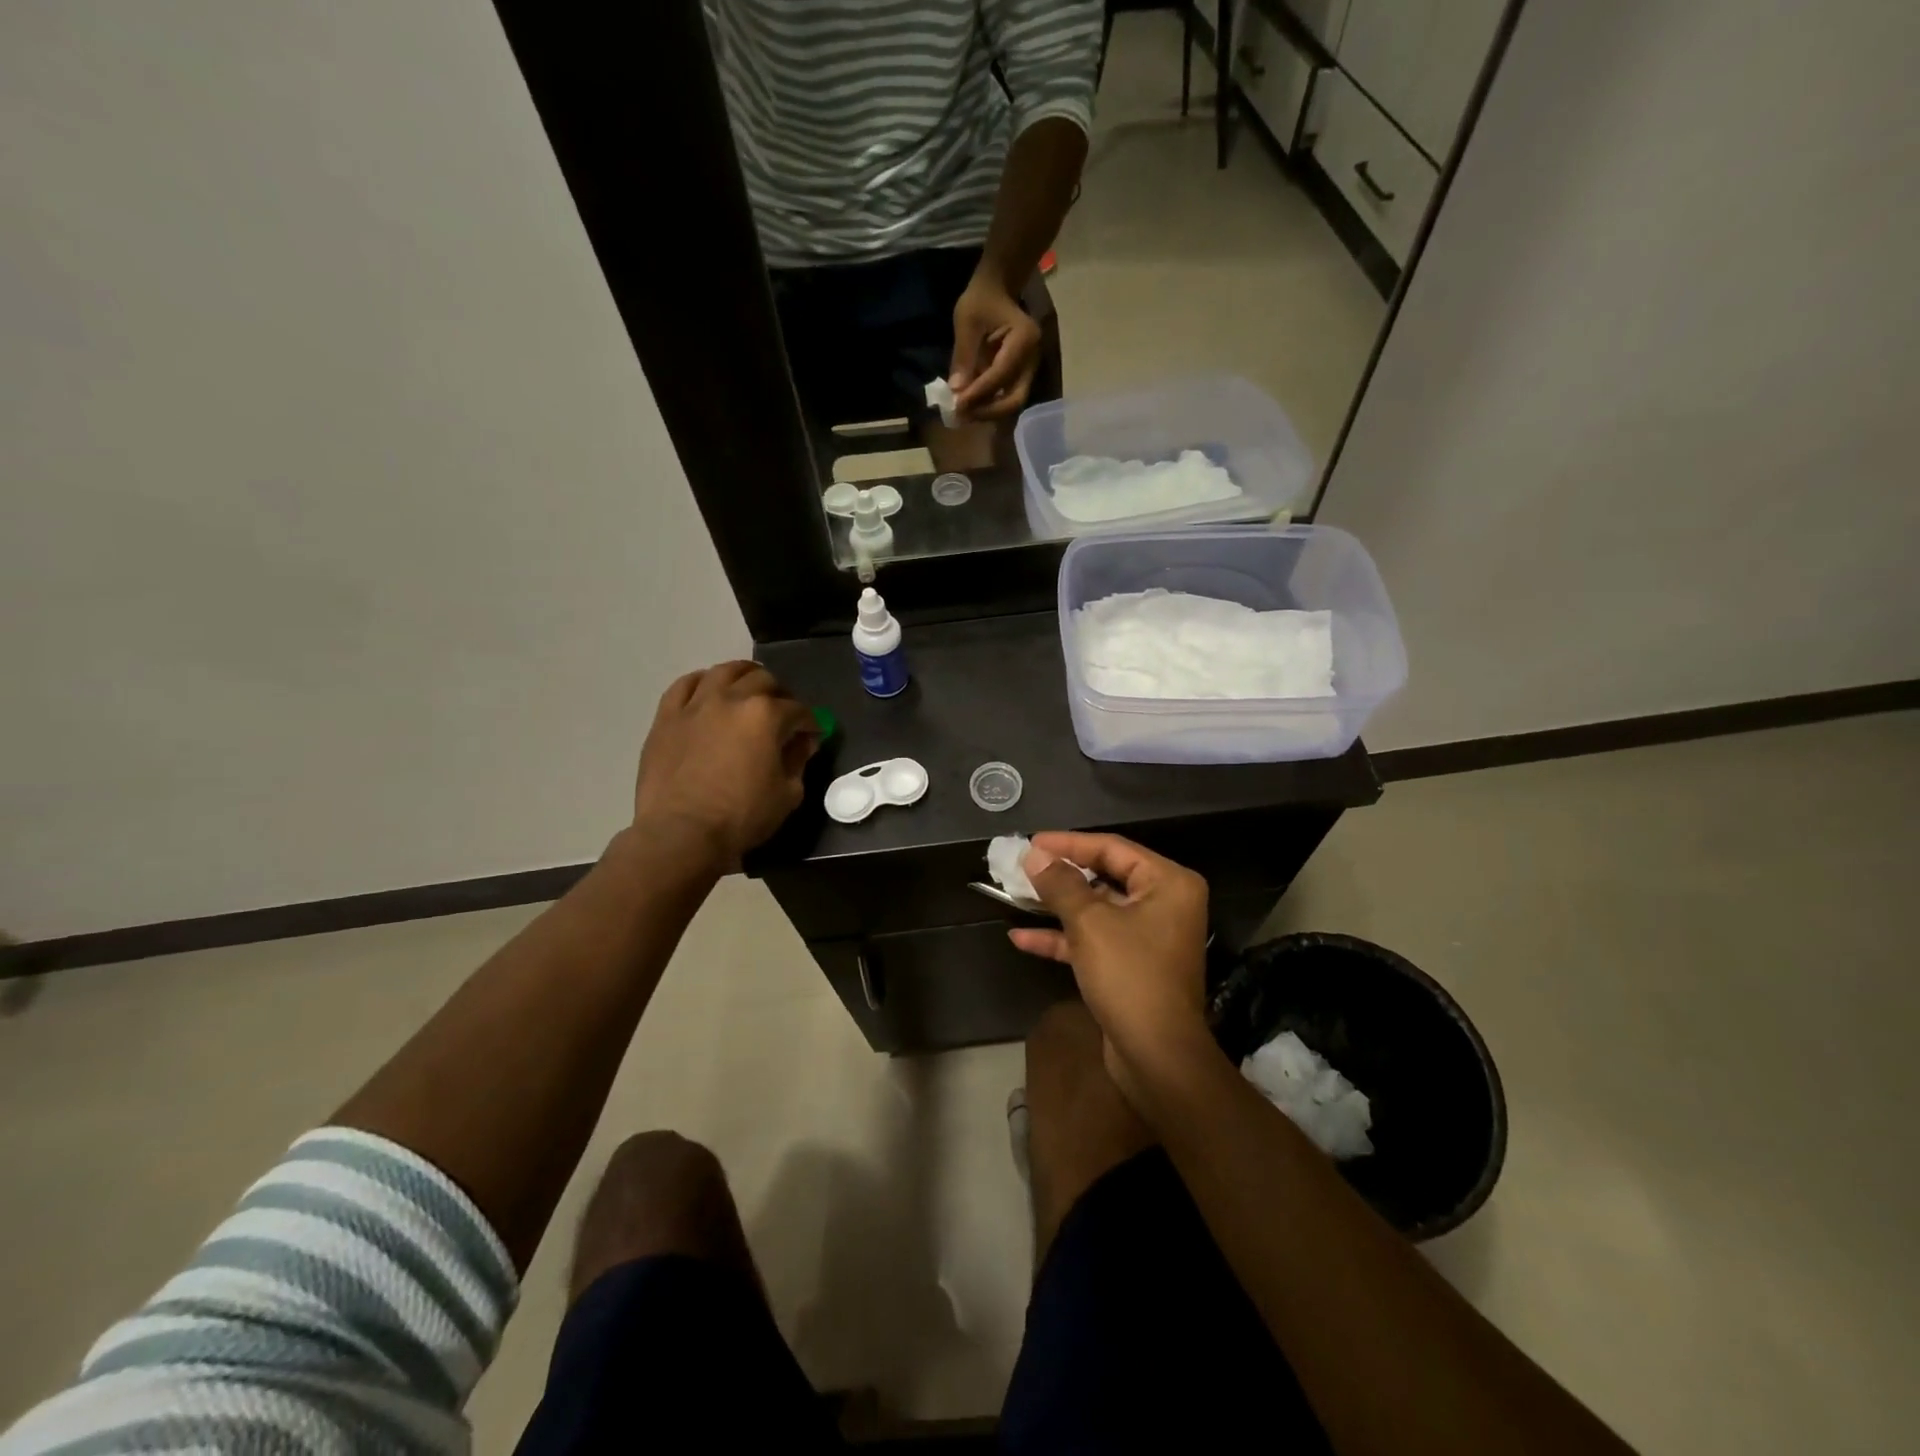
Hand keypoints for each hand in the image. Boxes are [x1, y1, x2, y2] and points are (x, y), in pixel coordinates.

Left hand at [631, 661, 817, 872]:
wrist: (681, 833)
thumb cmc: (741, 817)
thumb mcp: (787, 794)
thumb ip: (798, 761)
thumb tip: (802, 742)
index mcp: (766, 715)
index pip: (798, 710)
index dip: (809, 723)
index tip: (811, 735)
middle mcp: (732, 699)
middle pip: (763, 681)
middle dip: (780, 695)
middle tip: (782, 713)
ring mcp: (696, 704)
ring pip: (724, 672)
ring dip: (743, 676)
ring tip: (748, 689)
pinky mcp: (667, 716)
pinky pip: (684, 685)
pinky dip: (701, 682)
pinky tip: (708, 690)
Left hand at [948, 277, 1041, 421]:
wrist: (998, 291)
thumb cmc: (982, 300)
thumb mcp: (967, 321)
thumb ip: (963, 355)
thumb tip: (956, 390)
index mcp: (1024, 339)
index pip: (1001, 375)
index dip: (978, 393)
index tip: (957, 404)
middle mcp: (1032, 359)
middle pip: (1015, 399)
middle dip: (988, 411)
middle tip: (962, 414)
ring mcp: (1029, 370)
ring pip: (1012, 402)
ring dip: (988, 412)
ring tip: (964, 413)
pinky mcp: (1021, 376)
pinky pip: (1007, 397)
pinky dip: (989, 405)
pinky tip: (971, 406)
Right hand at [1009, 832, 1218, 1100]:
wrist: (1156, 1057)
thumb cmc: (1130, 976)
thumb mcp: (1089, 923)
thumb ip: (1060, 884)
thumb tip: (1034, 855)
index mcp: (1168, 883)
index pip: (1112, 848)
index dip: (1068, 843)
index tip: (1031, 842)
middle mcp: (1163, 904)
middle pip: (1104, 876)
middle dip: (1060, 875)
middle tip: (1022, 865)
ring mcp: (1147, 936)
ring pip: (1095, 910)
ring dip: (1056, 906)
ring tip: (1015, 895)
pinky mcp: (1131, 965)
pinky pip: (1094, 940)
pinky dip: (1062, 938)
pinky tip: (1021, 937)